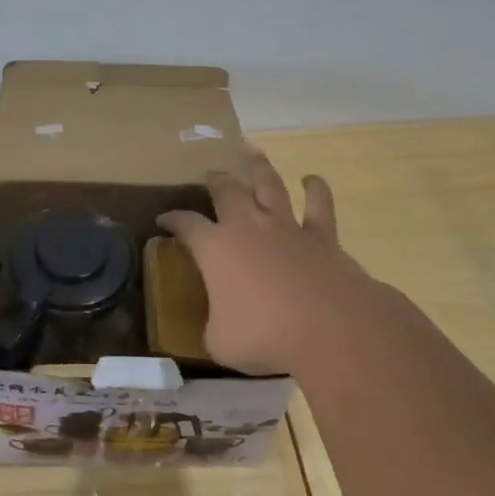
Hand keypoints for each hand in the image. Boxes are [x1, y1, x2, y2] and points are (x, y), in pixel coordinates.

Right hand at [158, 147, 394, 376]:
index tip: (163, 220)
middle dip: (215, 181)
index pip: (186, 225)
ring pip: (269, 185)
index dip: (173, 220)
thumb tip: (219, 324)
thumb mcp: (221, 342)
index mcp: (215, 249)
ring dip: (258, 168)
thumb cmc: (265, 336)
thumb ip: (214, 326)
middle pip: (227, 191)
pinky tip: (311, 179)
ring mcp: (286, 227)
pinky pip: (318, 205)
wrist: (330, 329)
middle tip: (210, 174)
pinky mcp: (322, 236)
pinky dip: (315, 189)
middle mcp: (248, 227)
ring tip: (250, 153)